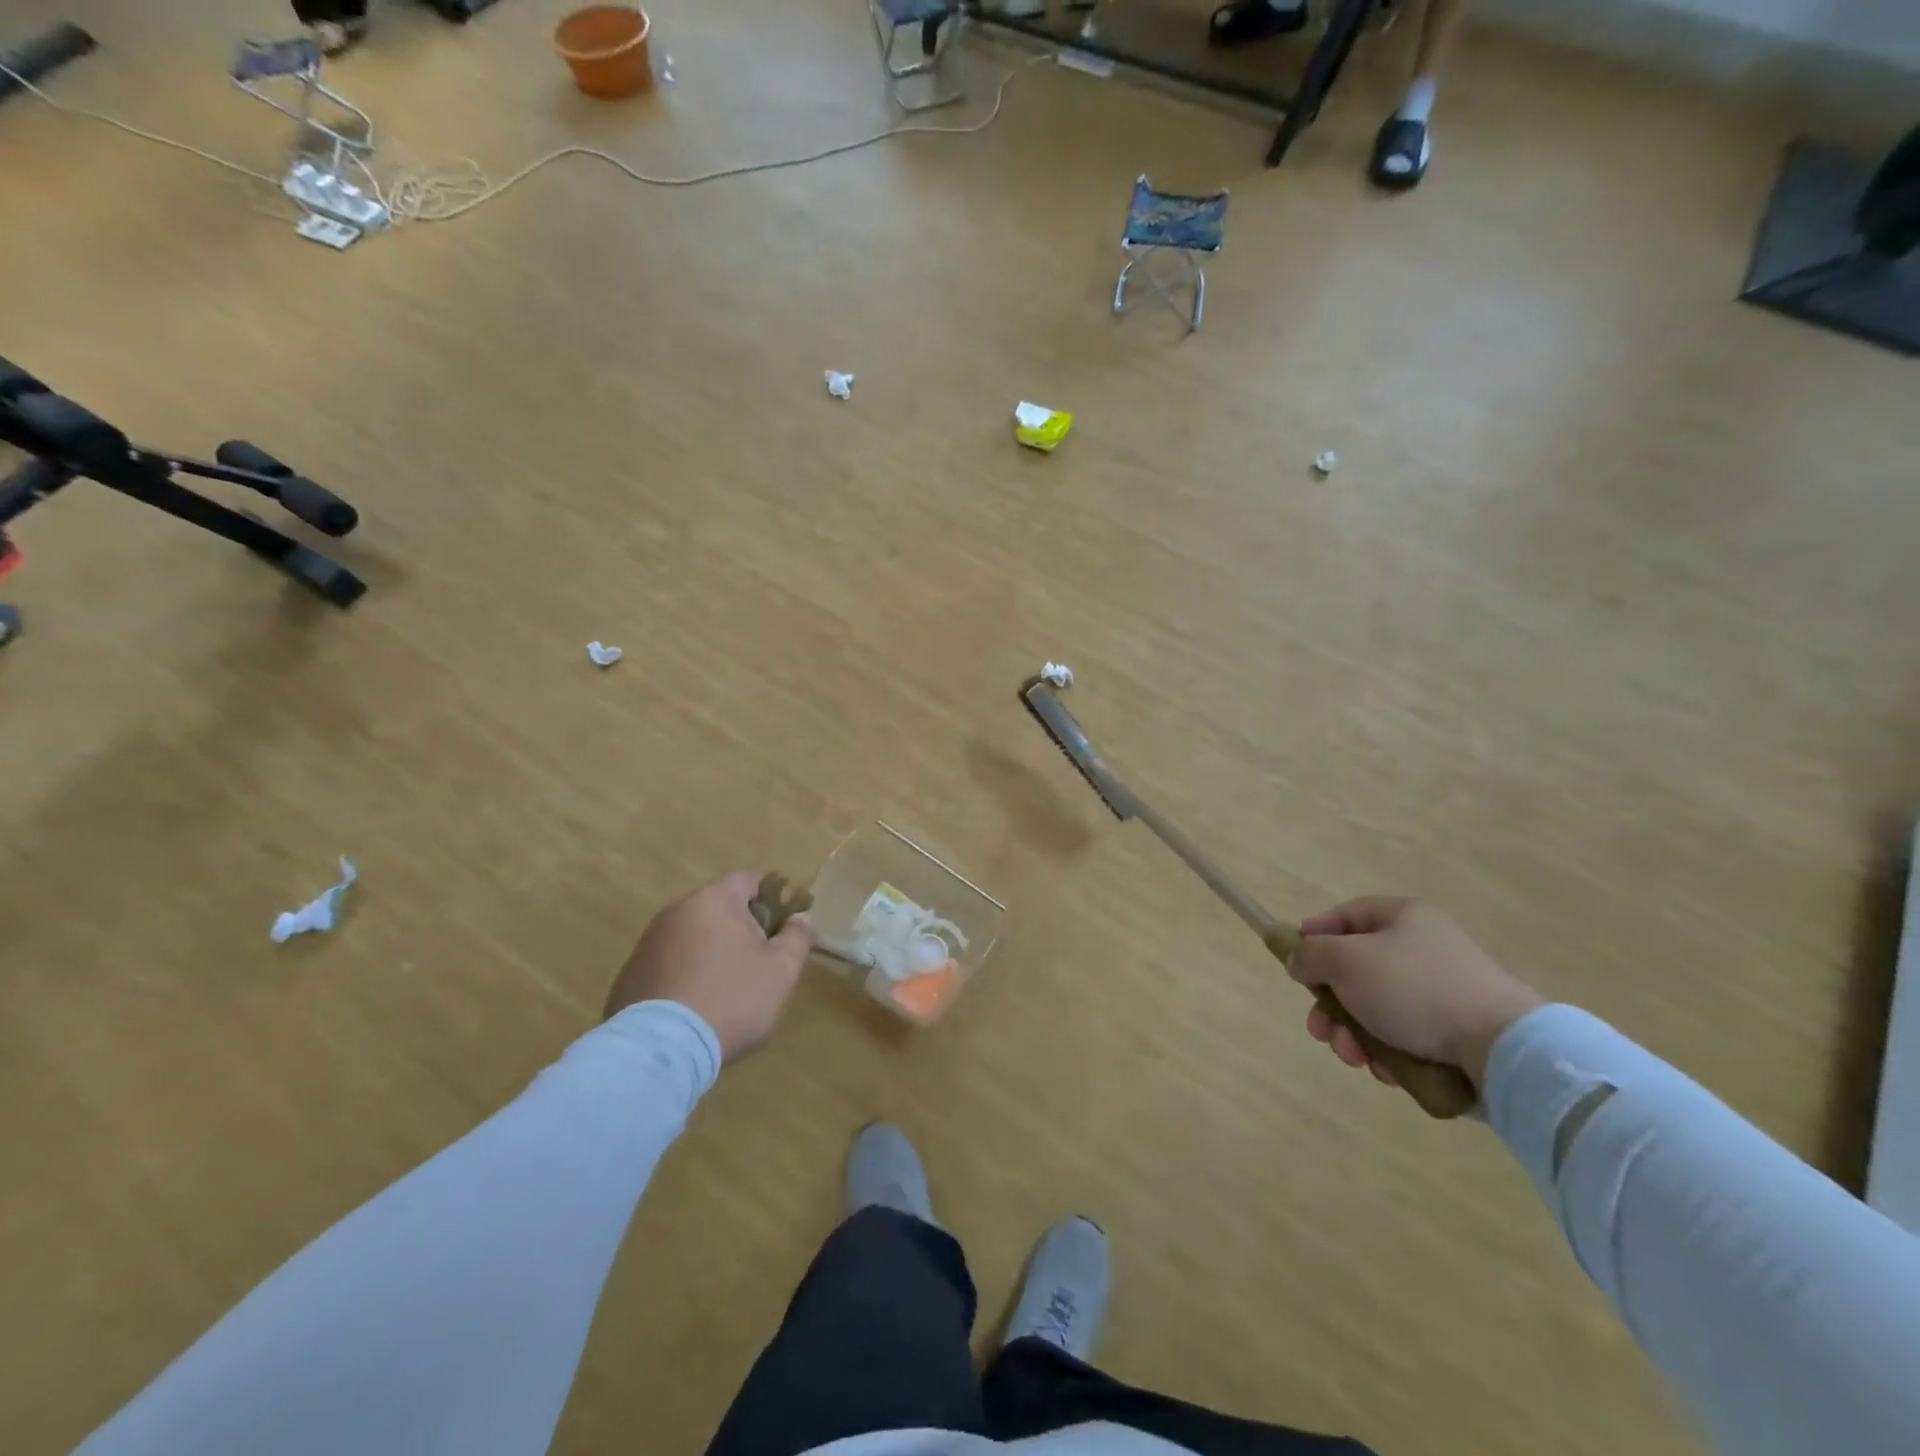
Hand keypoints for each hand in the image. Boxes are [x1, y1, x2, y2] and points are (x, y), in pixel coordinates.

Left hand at [605, 873, 813, 1059]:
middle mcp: (677, 911)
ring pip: (692, 938)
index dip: (770, 901)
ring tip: (724, 993)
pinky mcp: (629, 975)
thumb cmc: (732, 998)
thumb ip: (797, 937)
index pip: (748, 881)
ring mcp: (648, 943)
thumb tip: (800, 918)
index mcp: (715, 900)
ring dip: (710, 954)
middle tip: (757, 966)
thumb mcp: (781, 970)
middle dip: (739, 931)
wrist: (661, 1050)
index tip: (780, 932)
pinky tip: (694, 1009)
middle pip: (718, 910)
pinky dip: (684, 977)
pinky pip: (668, 965)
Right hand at [1288, 898, 1542, 1089]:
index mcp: (1403, 918)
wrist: (1501, 1048)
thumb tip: (1298, 960)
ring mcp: (1442, 992)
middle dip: (1330, 1005)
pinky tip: (1386, 1071)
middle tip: (1320, 1030)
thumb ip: (1309, 954)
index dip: (1314, 935)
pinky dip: (1387, 1054)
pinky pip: (1405, 1037)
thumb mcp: (1345, 960)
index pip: (1345, 915)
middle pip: (1356, 970)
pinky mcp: (1456, 1033)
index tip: (1294, 963)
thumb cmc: (1414, 989)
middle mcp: (1423, 948)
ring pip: (1375, 1010)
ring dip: (1354, 1035)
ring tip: (1355, 1057)